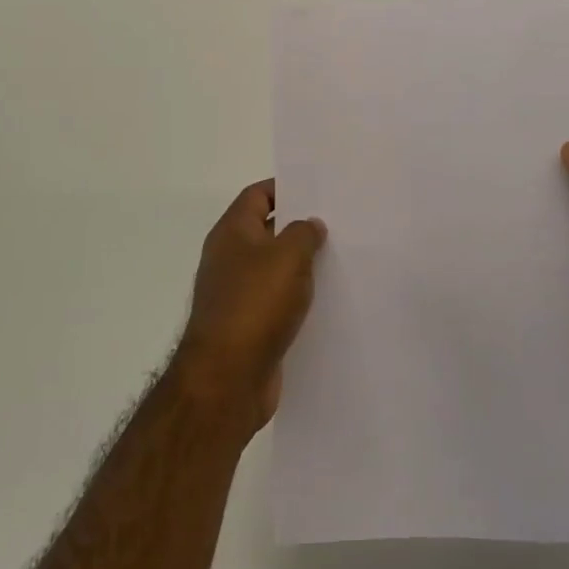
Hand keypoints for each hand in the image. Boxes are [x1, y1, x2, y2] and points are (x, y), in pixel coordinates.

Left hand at [176, 180, 325, 431]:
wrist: (227, 379)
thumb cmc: (255, 304)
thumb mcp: (288, 256)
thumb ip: (304, 232)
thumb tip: (310, 224)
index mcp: (232, 233)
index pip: (257, 195)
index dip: (286, 188)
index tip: (319, 190)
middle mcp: (229, 258)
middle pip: (267, 230)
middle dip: (299, 226)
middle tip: (338, 223)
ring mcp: (236, 294)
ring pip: (274, 268)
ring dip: (302, 264)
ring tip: (341, 258)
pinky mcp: (248, 326)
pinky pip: (277, 301)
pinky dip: (297, 297)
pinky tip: (326, 299)